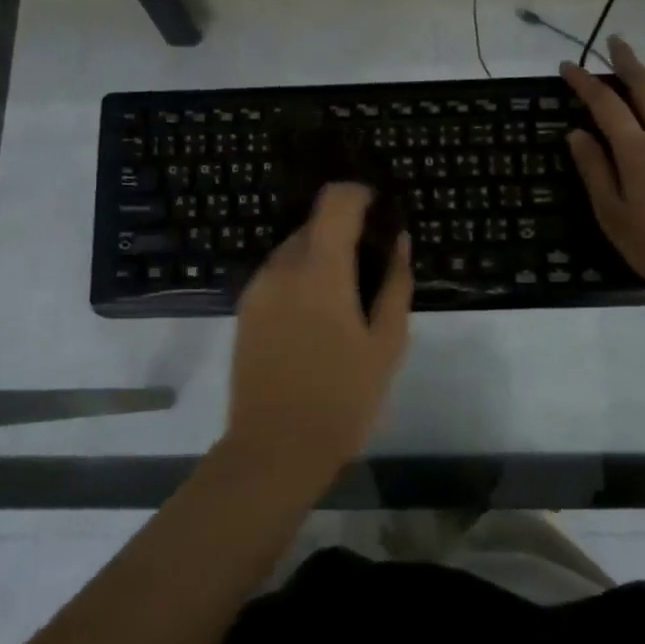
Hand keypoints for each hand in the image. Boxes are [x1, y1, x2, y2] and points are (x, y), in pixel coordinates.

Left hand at [226, 183, 413, 486]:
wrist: (275, 448)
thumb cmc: (342, 398)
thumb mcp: (386, 343)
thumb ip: (395, 284)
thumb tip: (400, 241)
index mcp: (320, 269)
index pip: (335, 201)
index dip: (359, 194)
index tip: (379, 209)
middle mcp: (282, 267)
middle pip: (313, 225)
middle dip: (342, 233)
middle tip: (370, 269)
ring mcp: (257, 288)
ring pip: (293, 250)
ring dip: (320, 258)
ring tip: (344, 301)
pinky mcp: (244, 310)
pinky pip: (277, 275)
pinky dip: (299, 279)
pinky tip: (316, 319)